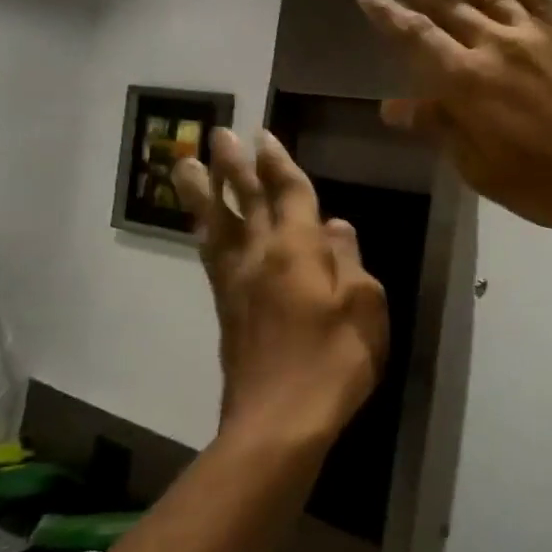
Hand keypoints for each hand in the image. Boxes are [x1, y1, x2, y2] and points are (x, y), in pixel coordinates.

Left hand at [172, 129, 387, 436]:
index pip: (287, 194)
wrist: (280, 419)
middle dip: (234, 165)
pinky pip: (211, 256)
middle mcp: (259, 257)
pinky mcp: (226, 310)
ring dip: (203, 193)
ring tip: (186, 164)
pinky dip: (206, 232)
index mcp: (297, 250)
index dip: (278, 163)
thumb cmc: (336, 358)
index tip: (264, 135)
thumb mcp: (365, 305)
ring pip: (215, 226)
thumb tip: (336, 226)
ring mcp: (236, 284)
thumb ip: (349, 261)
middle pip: (244, 201)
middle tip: (217, 133)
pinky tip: (206, 228)